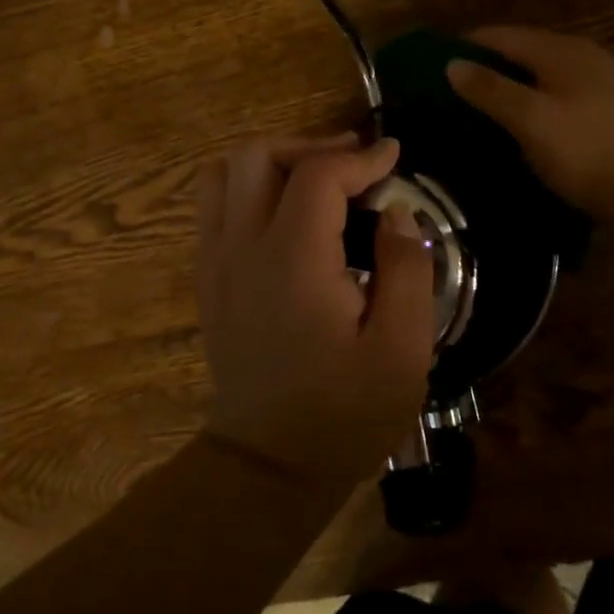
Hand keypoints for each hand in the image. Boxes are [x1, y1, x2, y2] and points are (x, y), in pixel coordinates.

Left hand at [194, 134, 436, 492]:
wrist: (267, 468)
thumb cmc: (344, 414)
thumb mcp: (403, 350)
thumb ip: (406, 269)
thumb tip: (395, 212)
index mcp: (293, 260)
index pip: (318, 175)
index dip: (361, 157)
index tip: (394, 156)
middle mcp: (243, 247)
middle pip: (259, 155)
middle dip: (311, 146)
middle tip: (355, 162)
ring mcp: (216, 260)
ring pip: (225, 172)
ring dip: (273, 160)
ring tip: (315, 177)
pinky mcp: (208, 277)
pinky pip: (212, 204)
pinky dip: (246, 186)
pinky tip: (283, 210)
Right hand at [446, 27, 613, 214]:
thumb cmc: (582, 150)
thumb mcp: (529, 119)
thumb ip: (489, 89)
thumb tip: (451, 64)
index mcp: (562, 50)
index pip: (502, 36)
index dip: (467, 46)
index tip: (434, 64)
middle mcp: (581, 55)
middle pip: (521, 50)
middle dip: (486, 65)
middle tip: (451, 87)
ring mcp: (596, 80)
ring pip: (538, 72)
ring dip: (508, 83)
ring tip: (476, 104)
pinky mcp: (603, 107)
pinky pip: (553, 90)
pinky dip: (529, 98)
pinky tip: (516, 119)